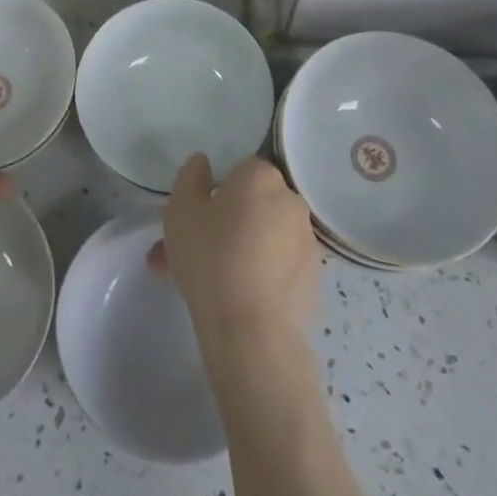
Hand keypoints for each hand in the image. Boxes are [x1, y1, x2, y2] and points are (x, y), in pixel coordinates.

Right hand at [149, 154, 319, 345]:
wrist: (251, 331)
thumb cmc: (211, 257)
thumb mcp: (181, 208)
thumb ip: (190, 176)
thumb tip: (203, 164)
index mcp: (261, 177)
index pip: (240, 170)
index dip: (217, 190)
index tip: (197, 216)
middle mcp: (291, 202)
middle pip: (254, 204)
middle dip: (226, 222)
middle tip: (195, 249)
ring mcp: (308, 243)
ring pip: (264, 238)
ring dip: (240, 250)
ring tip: (207, 283)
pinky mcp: (315, 281)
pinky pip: (279, 267)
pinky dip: (261, 275)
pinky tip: (235, 299)